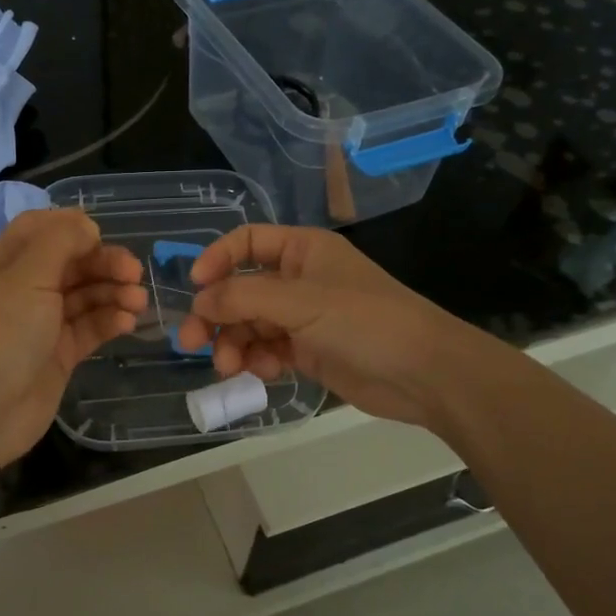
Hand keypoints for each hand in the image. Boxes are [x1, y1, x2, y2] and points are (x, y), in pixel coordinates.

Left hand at [0, 208, 146, 469]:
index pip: (42, 229)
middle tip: (134, 273)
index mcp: (7, 262)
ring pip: (85, 296)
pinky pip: (90, 329)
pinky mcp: (60, 355)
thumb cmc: (0, 332)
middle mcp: (25, 289)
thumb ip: (60, 242)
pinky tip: (127, 322)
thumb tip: (87, 226)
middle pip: (71, 263)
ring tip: (138, 301)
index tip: (101, 236)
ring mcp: (43, 323)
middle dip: (104, 263)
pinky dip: (109, 321)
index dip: (73, 228)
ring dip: (113, 293)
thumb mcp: (27, 275)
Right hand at [175, 225, 468, 428]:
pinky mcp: (309, 352)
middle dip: (217, 316)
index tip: (195, 287)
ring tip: (230, 368)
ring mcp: (304, 318)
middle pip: (242, 290)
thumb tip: (199, 301)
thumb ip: (243, 297)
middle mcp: (300, 280)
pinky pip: (268, 350)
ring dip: (234, 344)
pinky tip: (264, 373)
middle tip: (192, 344)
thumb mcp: (300, 301)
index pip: (247, 242)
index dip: (217, 260)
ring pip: (251, 325)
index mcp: (303, 250)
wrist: (424, 373)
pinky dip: (258, 361)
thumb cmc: (364, 321)